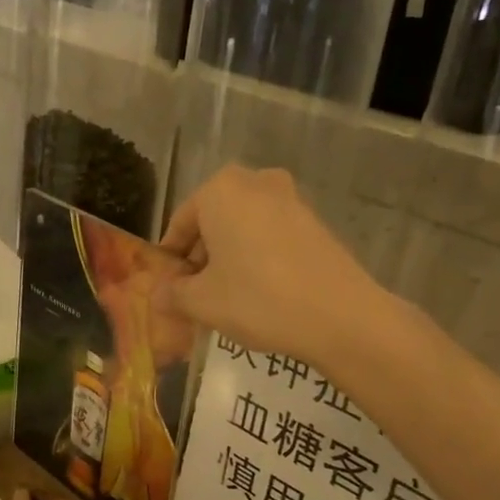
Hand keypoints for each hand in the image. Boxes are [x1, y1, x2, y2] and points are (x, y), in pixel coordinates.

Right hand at [158, 166, 377, 365]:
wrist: (341, 316)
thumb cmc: (257, 299)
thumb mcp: (202, 302)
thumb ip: (173, 294)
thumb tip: (158, 294)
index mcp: (220, 190)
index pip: (180, 223)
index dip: (171, 259)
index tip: (168, 287)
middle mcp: (255, 183)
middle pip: (213, 221)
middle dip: (201, 256)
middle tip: (194, 294)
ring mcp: (290, 199)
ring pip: (243, 227)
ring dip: (229, 257)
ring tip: (225, 297)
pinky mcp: (315, 221)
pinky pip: (270, 235)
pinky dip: (257, 257)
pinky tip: (258, 292)